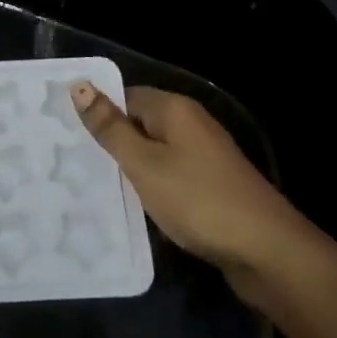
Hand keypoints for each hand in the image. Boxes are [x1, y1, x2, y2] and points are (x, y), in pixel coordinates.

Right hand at [71, 83, 298, 281]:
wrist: (267, 251)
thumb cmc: (198, 199)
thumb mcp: (144, 164)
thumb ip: (111, 128)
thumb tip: (80, 86)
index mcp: (174, 109)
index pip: (125, 97)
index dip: (98, 114)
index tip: (68, 137)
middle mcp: (191, 124)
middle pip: (140, 124)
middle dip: (113, 144)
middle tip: (75, 166)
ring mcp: (205, 156)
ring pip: (156, 153)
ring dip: (132, 170)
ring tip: (97, 188)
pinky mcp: (212, 185)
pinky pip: (172, 176)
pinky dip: (154, 188)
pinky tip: (137, 209)